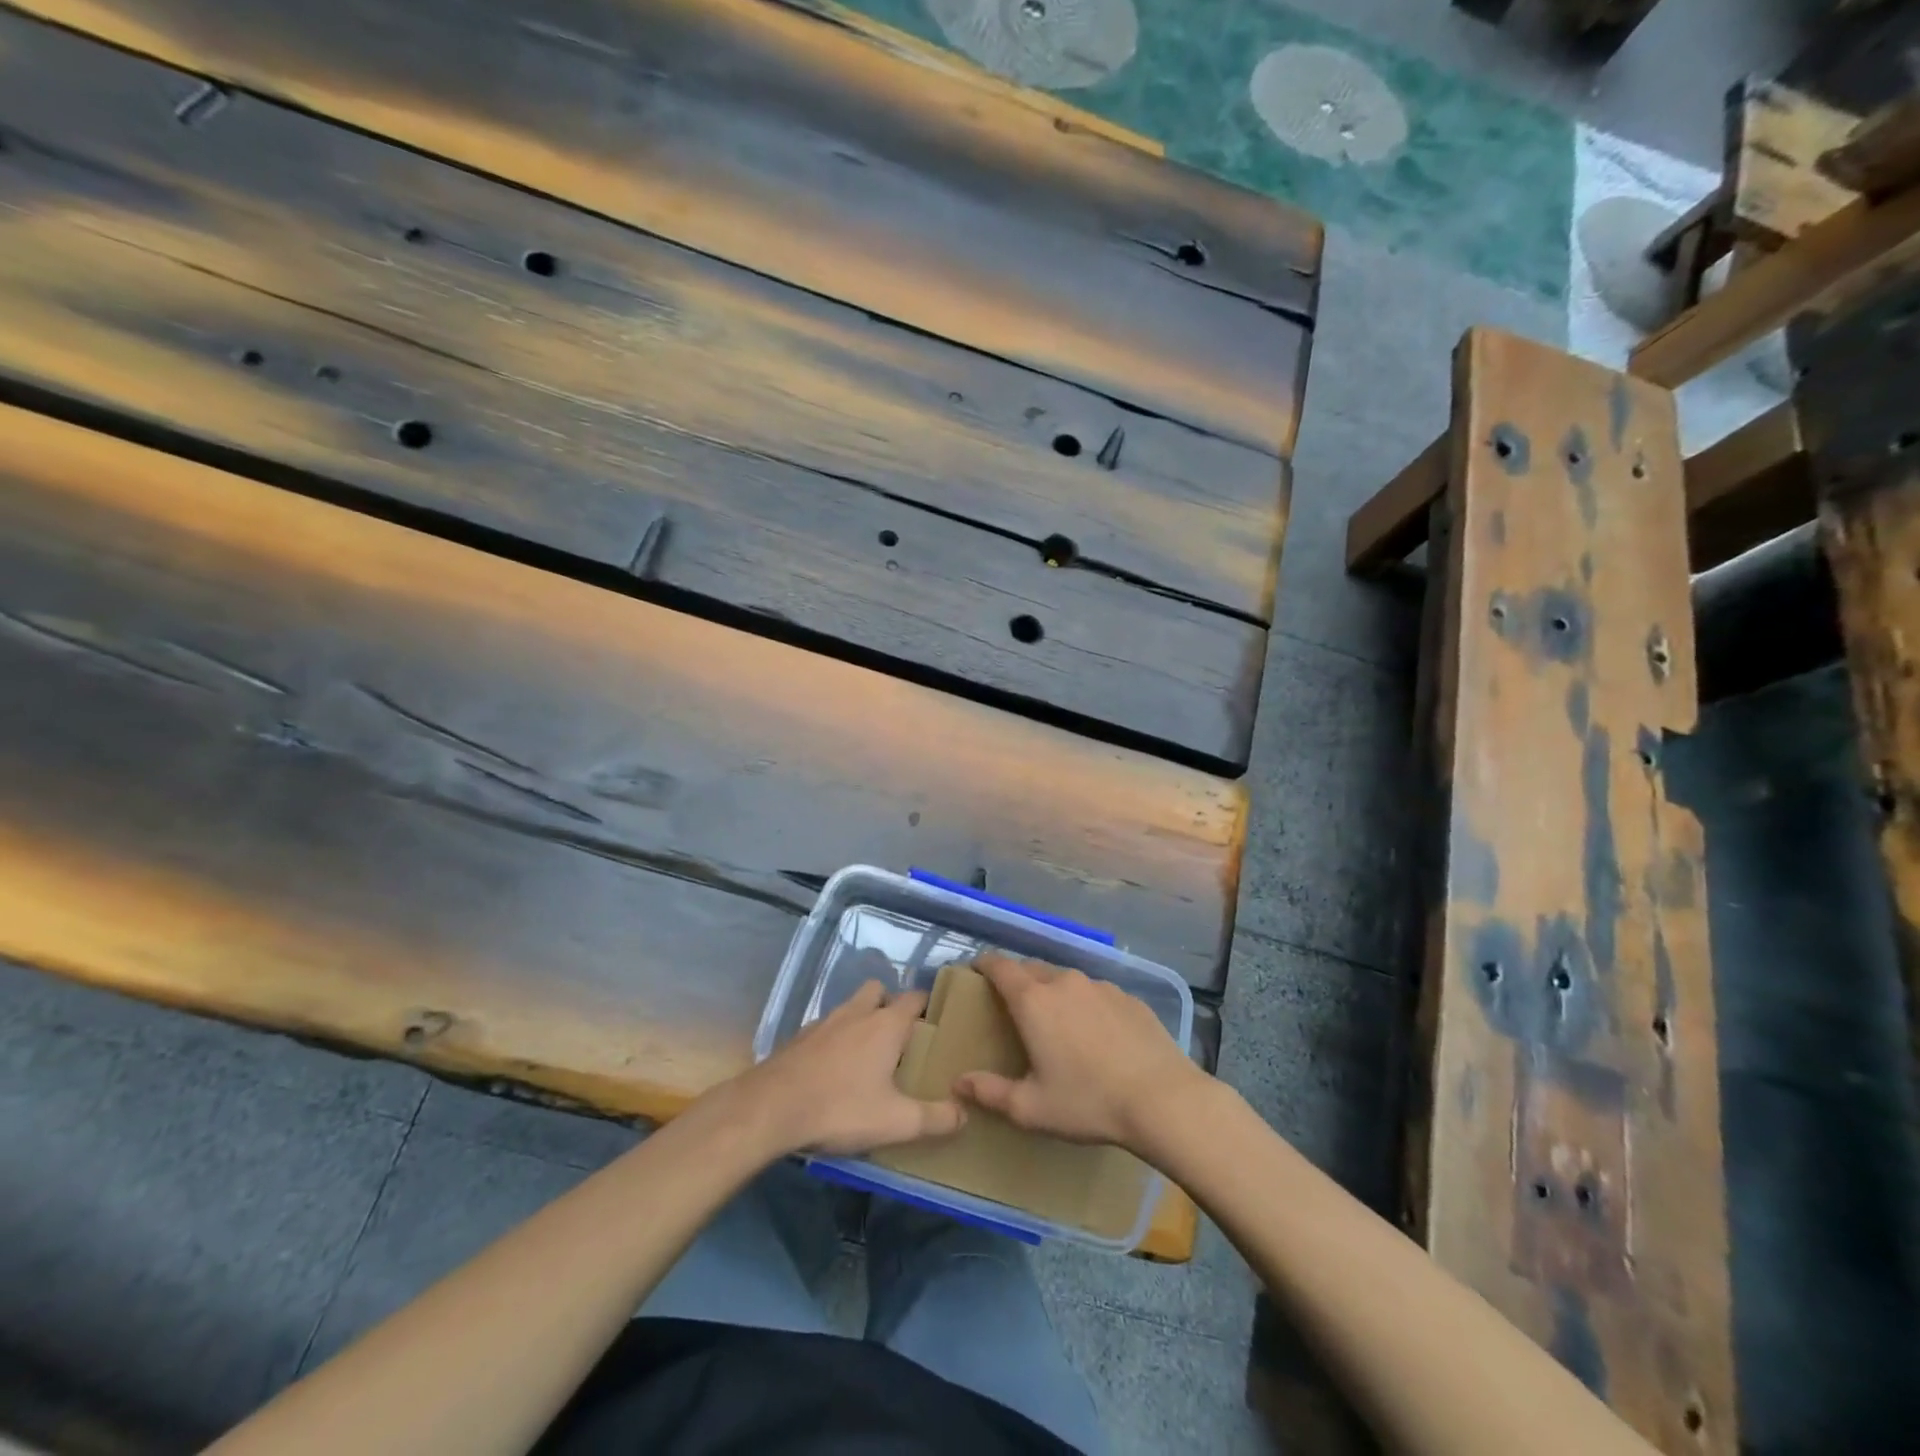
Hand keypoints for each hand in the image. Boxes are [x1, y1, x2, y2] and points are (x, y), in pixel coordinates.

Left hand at [730, 980, 964, 1157]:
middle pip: (878, 991)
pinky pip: (826, 1028)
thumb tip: (965, 1113)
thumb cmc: (840, 1108)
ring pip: (850, 1006)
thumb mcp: (896, 1122)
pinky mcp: (799, 1038)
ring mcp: (824, 1022)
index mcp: (886, 1024)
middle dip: (889, 1004)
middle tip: (899, 1037)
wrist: (770, 1108)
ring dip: (860, 1019)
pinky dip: (835, 1039)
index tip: (938, 1020)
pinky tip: (833, 1069)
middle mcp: (857, 1013)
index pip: (915, 998)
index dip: (928, 1005)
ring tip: (866, 1054)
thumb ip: (935, 1118)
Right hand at [954, 952, 1205, 1150]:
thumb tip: (959, 1082)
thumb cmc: (1088, 1101)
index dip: (983, 964)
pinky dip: (1085, 1004)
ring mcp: (1100, 986)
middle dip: (1016, 980)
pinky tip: (1096, 1034)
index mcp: (1033, 1001)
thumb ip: (991, 1092)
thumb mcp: (1032, 1108)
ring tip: (1056, 1022)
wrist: (1162, 1099)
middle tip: (1012, 1006)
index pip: (999, 966)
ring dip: (1053, 992)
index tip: (975, 971)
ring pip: (1065, 980)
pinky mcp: (1128, 997)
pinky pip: (1096, 993)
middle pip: (1031, 969)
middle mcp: (1064, 982)